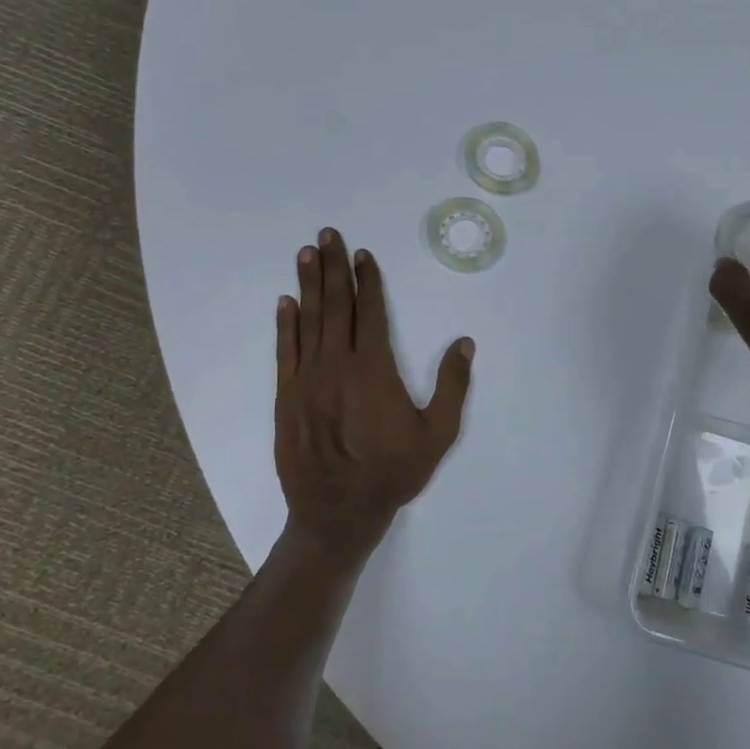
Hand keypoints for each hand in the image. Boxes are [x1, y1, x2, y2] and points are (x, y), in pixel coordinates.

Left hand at [275, 229, 474, 566]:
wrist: (337, 513)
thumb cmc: (393, 473)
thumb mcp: (438, 434)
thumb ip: (453, 387)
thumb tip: (464, 343)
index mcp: (374, 370)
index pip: (371, 313)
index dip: (368, 281)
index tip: (364, 255)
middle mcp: (338, 365)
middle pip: (336, 306)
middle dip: (333, 268)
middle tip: (328, 235)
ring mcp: (307, 379)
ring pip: (308, 321)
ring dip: (308, 285)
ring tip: (307, 254)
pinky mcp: (287, 397)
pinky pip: (285, 351)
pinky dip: (285, 324)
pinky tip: (285, 303)